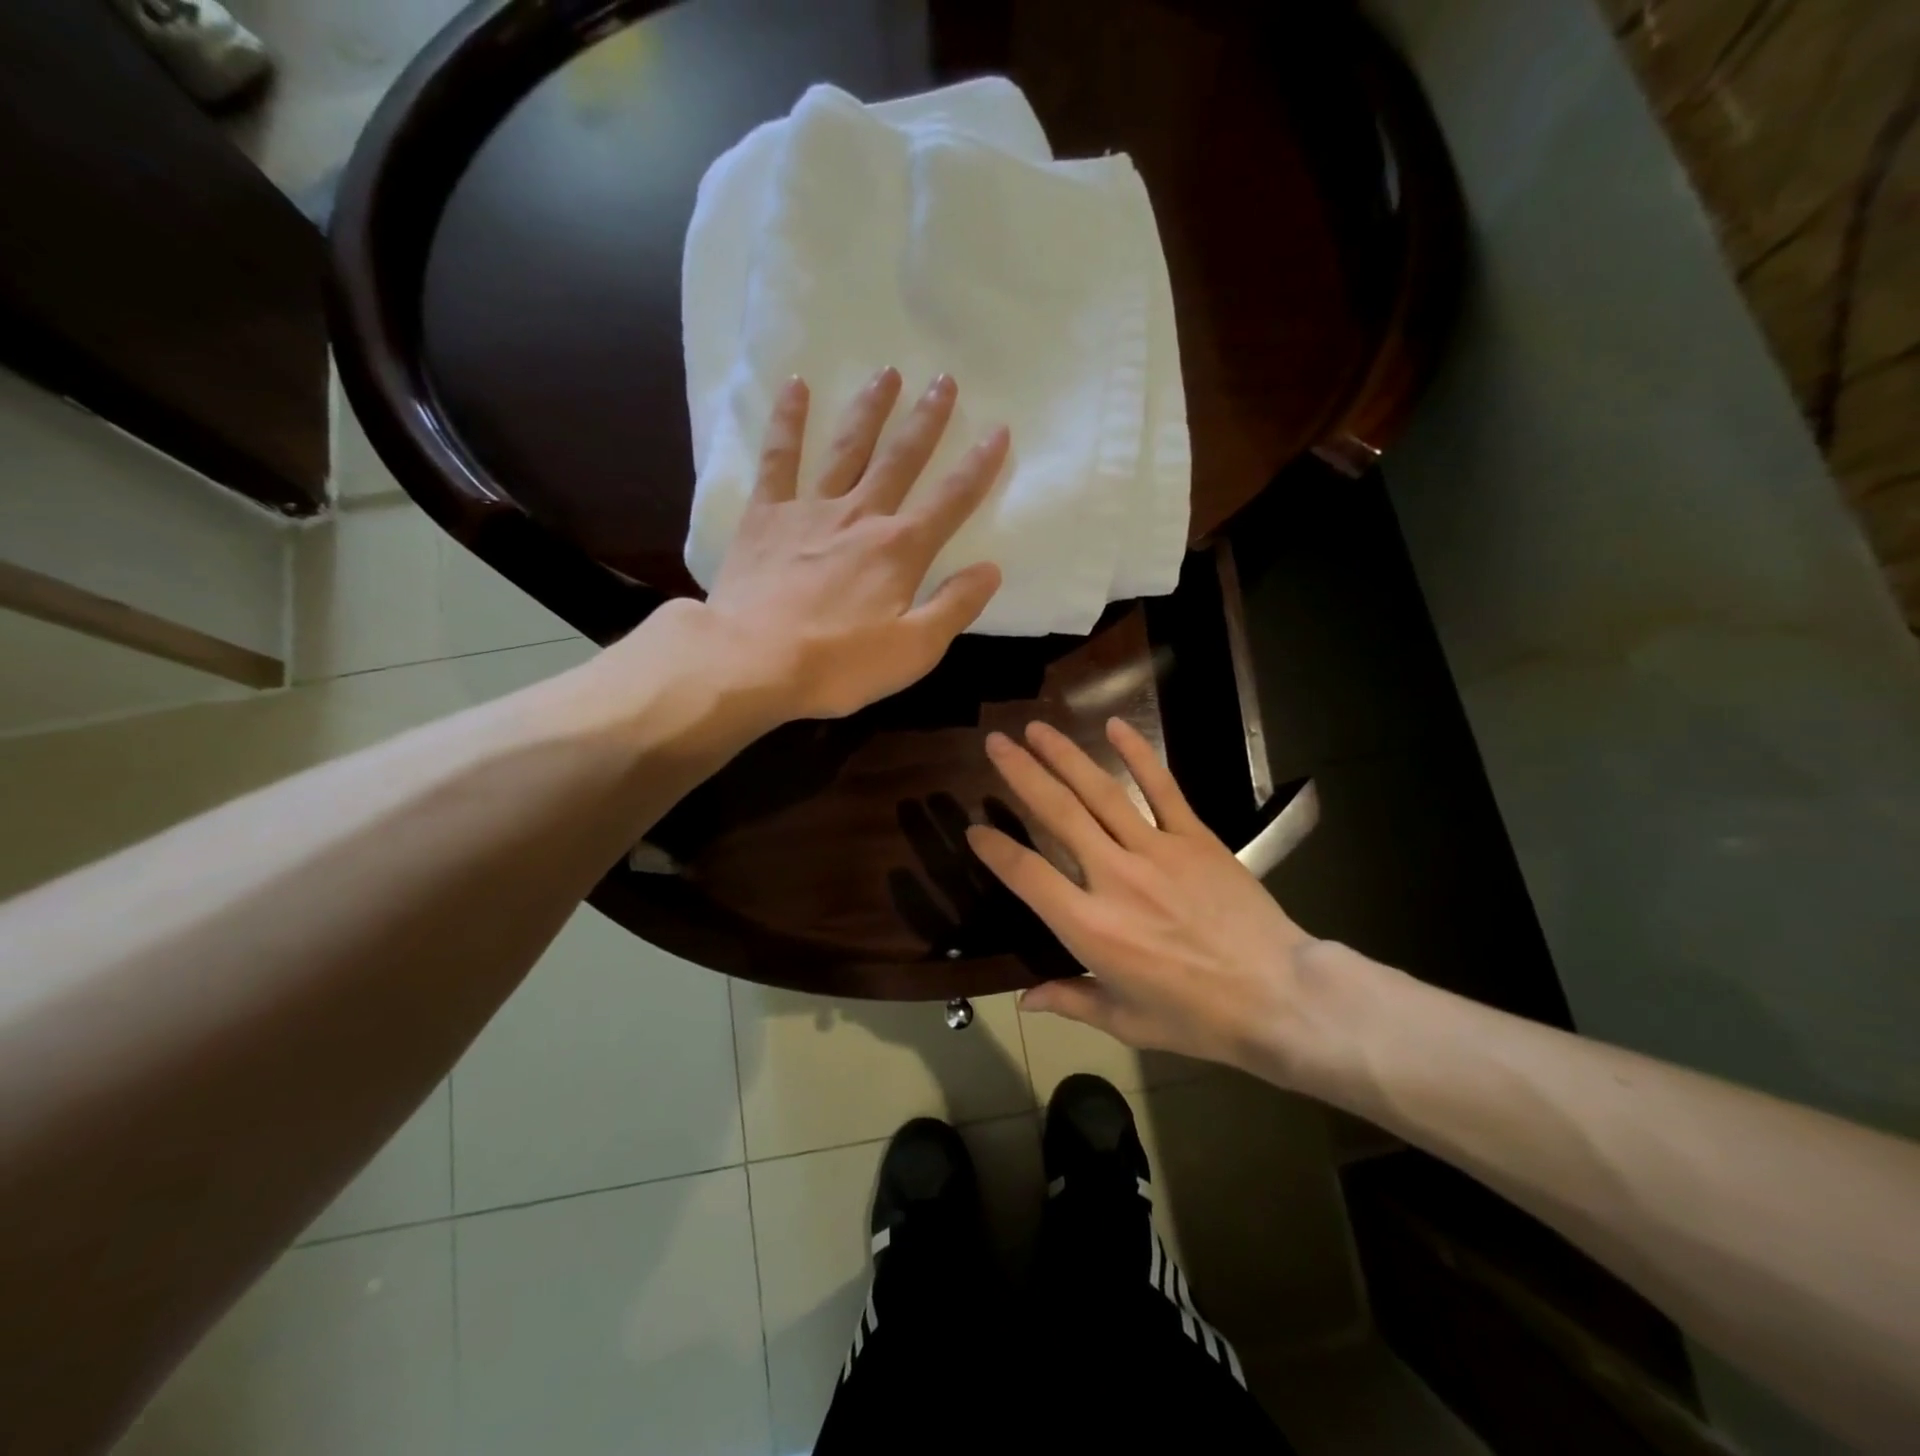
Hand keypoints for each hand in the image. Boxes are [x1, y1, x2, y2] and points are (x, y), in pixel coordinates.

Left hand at [703, 369, 1006, 720]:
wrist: (752, 661)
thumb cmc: (838, 665)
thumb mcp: (913, 650)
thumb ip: (954, 607)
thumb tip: (991, 570)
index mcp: (900, 550)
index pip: (951, 500)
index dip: (978, 465)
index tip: (998, 429)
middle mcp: (861, 516)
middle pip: (901, 459)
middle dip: (926, 420)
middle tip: (944, 379)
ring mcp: (810, 510)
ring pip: (847, 448)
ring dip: (869, 409)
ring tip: (887, 372)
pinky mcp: (766, 515)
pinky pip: (779, 458)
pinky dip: (788, 421)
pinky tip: (797, 386)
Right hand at [967, 718, 1320, 1077]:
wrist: (1279, 997)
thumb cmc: (1197, 1017)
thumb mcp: (1127, 1022)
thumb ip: (1071, 1001)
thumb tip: (1024, 1001)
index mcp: (1090, 927)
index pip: (1027, 874)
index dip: (995, 848)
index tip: (974, 828)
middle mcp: (1114, 877)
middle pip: (1058, 815)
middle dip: (1021, 774)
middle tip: (995, 743)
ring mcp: (1156, 851)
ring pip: (1100, 793)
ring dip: (1065, 756)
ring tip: (1035, 728)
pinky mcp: (1194, 837)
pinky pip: (1162, 788)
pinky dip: (1138, 755)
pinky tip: (1114, 725)